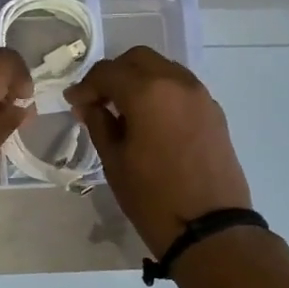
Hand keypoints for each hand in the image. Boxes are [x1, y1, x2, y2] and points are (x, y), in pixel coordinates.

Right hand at [68, 47, 252, 257]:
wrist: (210, 228)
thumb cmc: (152, 197)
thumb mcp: (115, 161)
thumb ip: (99, 123)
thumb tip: (88, 105)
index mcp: (147, 92)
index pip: (107, 72)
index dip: (85, 86)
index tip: (74, 104)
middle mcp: (176, 82)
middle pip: (138, 59)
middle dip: (114, 74)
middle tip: (98, 101)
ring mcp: (200, 95)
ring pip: (163, 68)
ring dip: (140, 80)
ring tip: (125, 110)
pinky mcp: (214, 112)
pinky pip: (181, 87)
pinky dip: (162, 92)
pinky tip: (152, 120)